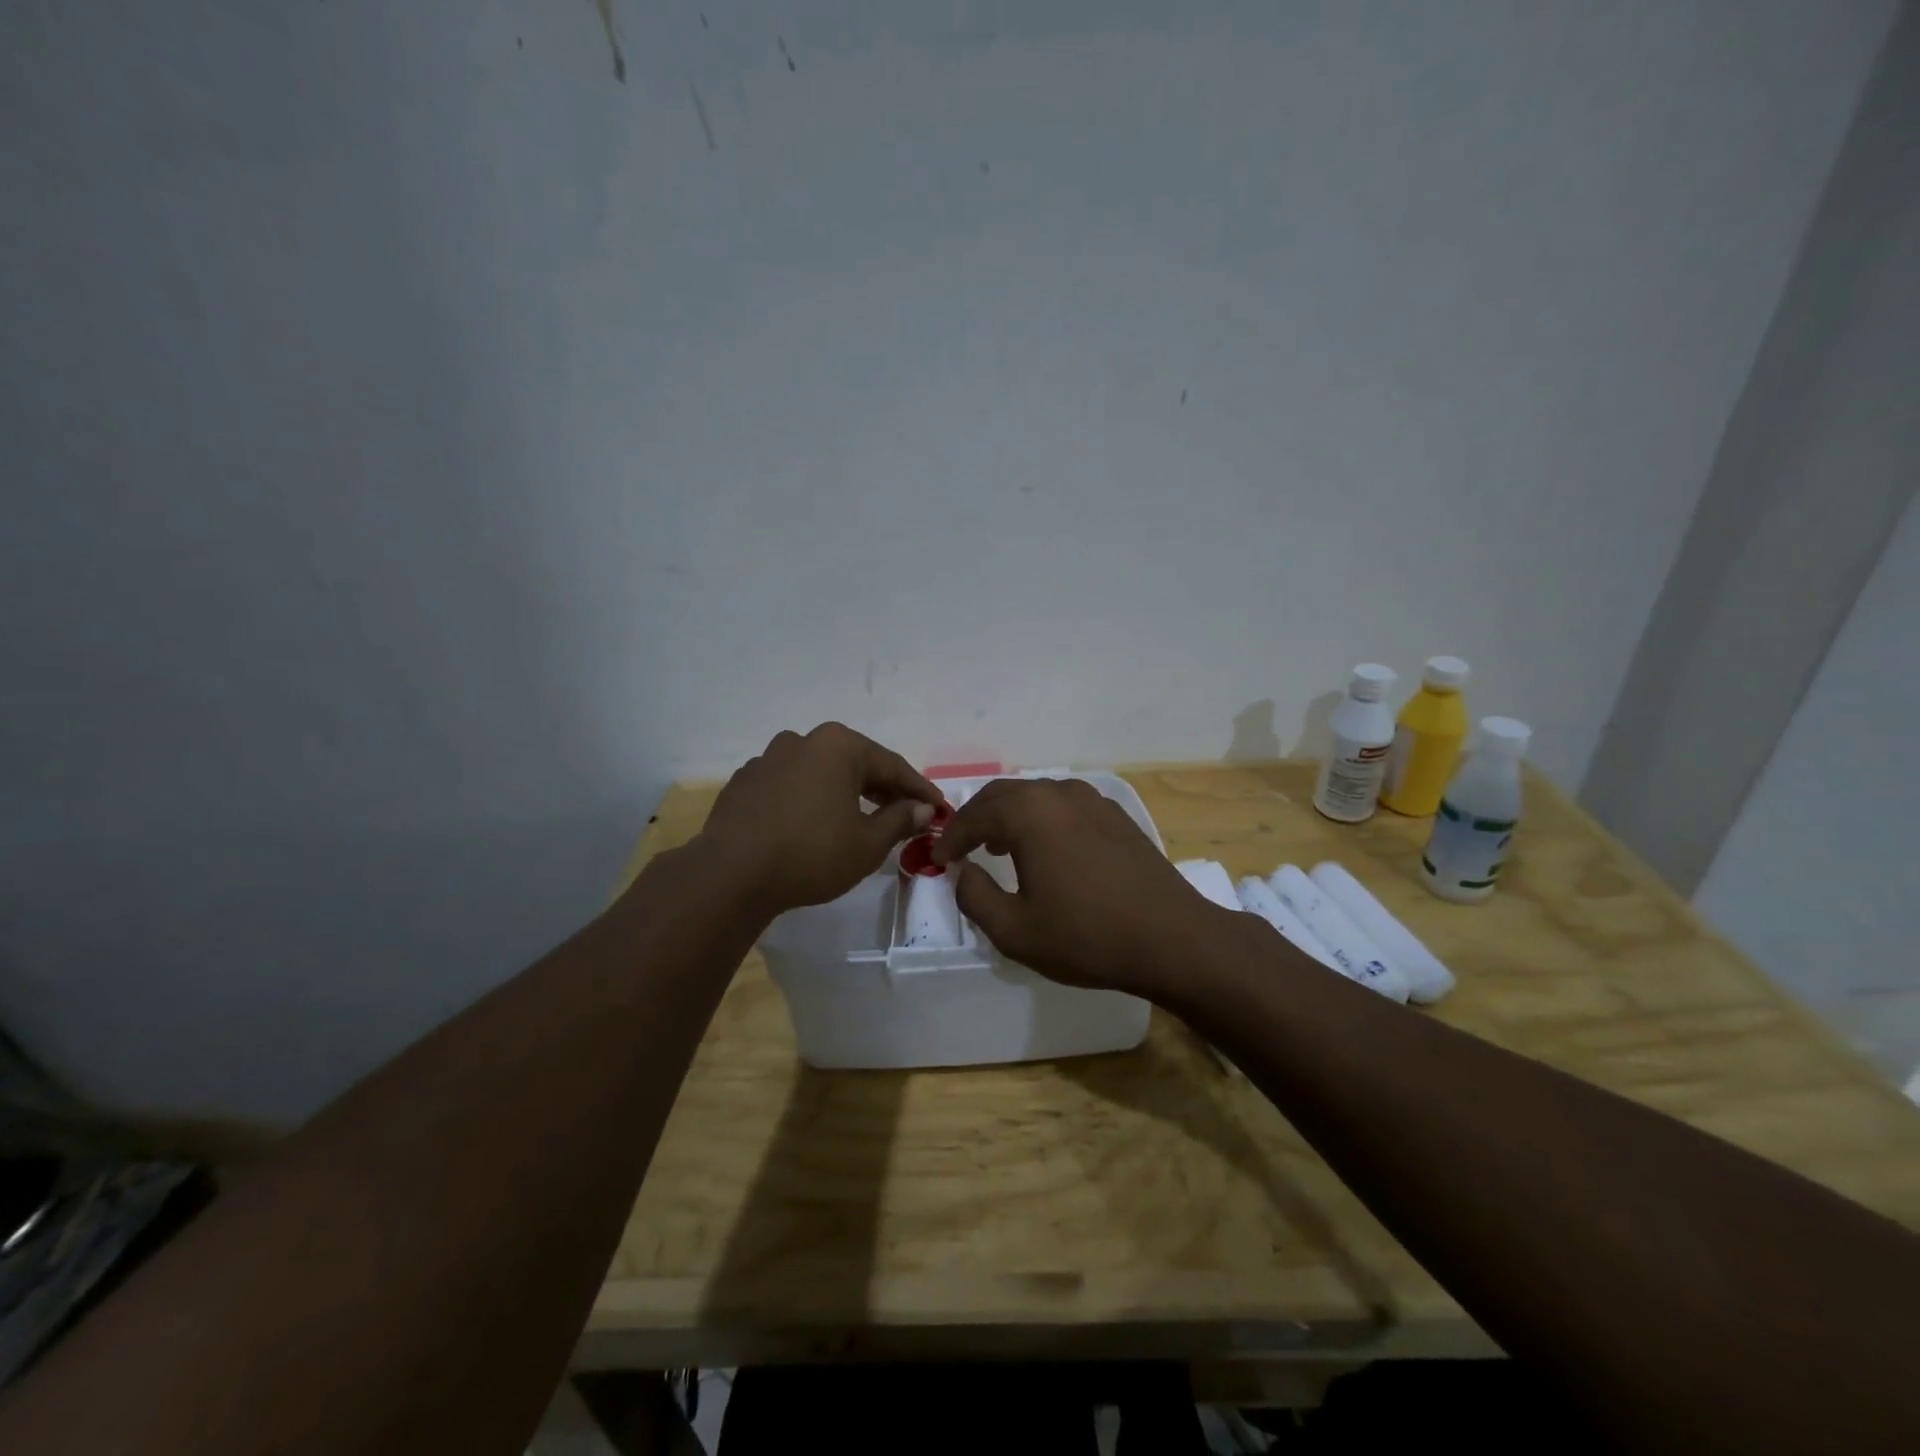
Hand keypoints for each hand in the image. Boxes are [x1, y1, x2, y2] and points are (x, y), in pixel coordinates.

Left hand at [697, 723, 944, 915]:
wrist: (731, 874)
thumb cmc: (811, 854)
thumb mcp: (867, 843)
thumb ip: (900, 820)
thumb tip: (923, 809)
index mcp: (838, 746)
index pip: (892, 766)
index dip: (919, 790)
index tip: (939, 809)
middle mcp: (803, 741)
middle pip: (856, 764)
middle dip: (883, 790)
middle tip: (906, 815)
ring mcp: (768, 758)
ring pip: (820, 773)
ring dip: (844, 792)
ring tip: (859, 819)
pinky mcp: (745, 782)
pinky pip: (790, 786)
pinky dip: (809, 800)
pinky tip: (813, 825)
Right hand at [931, 777, 1224, 995]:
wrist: (1173, 939)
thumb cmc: (1087, 936)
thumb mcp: (1014, 930)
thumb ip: (974, 895)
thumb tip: (962, 871)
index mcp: (1029, 813)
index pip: (974, 815)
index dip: (951, 837)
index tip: (938, 859)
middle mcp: (1058, 793)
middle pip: (1003, 795)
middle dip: (976, 819)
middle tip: (961, 847)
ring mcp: (1092, 800)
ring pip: (1035, 797)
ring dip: (1009, 816)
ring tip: (998, 847)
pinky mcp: (1116, 815)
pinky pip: (1064, 806)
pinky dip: (1042, 820)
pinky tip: (1046, 849)